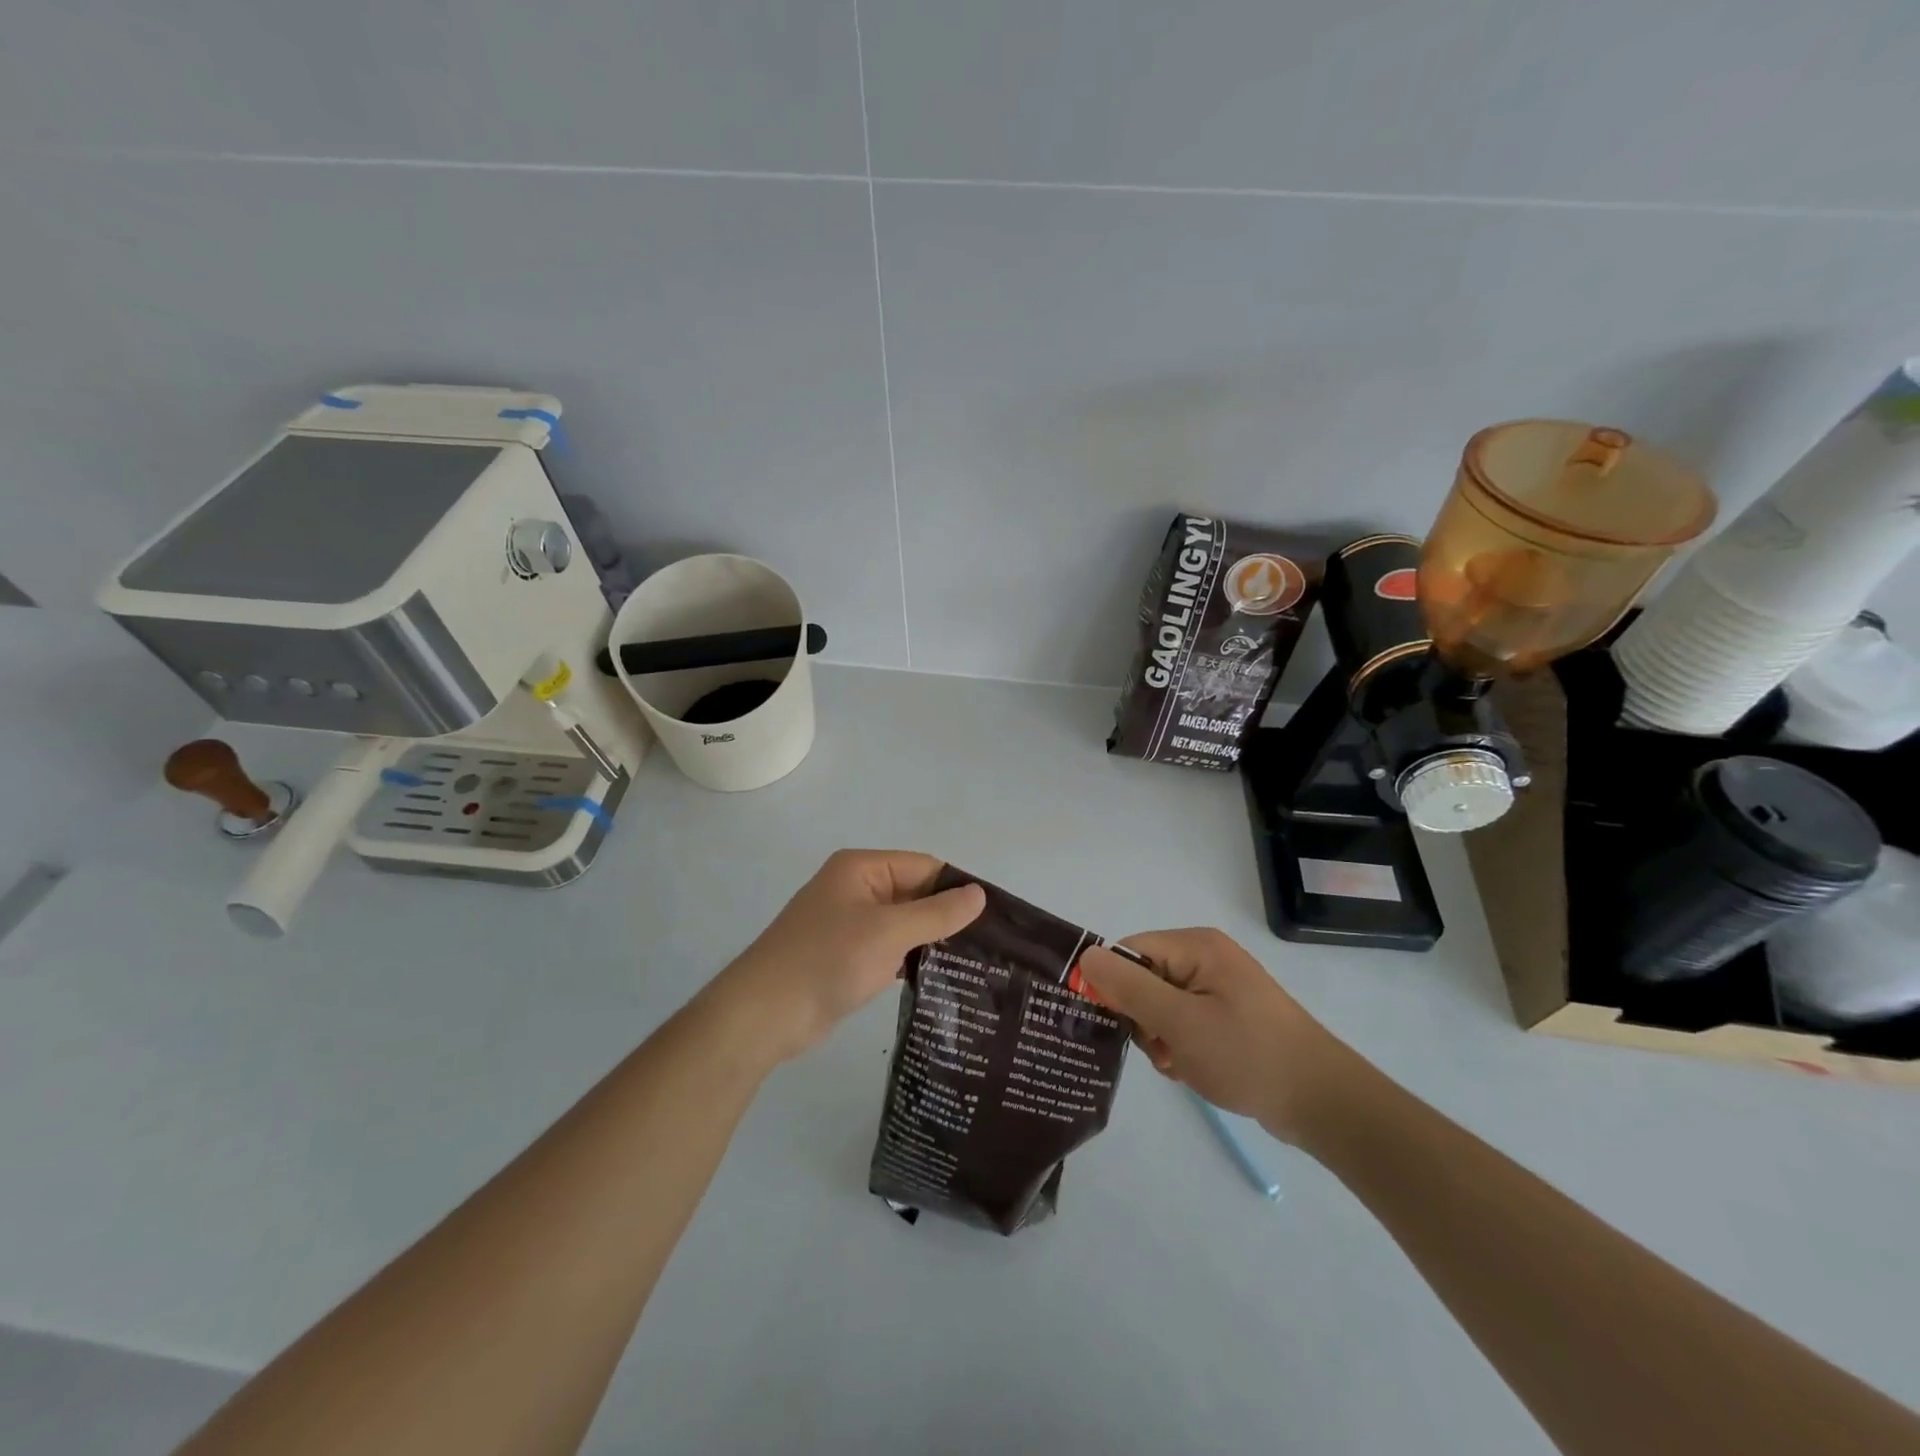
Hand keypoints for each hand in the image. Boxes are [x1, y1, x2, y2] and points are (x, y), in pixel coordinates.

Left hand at [713, 850, 985, 1063]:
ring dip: (930, 941)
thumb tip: (979, 894)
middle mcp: (855, 888)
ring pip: (903, 924)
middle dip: (946, 916)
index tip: (994, 919)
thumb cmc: (828, 960)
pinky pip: (888, 948)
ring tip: (975, 964)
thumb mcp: (889, 932)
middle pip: (914, 893)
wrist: (763, 1014)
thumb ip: (937, 913)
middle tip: (991, 946)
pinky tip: (940, 978)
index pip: (924, 866)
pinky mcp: (845, 955)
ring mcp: (849, 923)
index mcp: (862, 868)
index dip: (957, 888)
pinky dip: (910, 959)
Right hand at [1076, 929, 1357, 1144]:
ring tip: (1181, 1063)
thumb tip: (1086, 956)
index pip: (1130, 952)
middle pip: (1143, 979)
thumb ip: (1129, 988)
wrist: (1322, 1103)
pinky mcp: (1226, 1017)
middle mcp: (1205, 959)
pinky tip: (1193, 1069)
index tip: (1117, 1024)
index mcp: (1196, 947)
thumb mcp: (1180, 1022)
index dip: (1114, 986)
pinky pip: (1182, 1023)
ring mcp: (1218, 989)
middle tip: (1163, 1049)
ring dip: (1160, 1039)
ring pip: (1159, 1007)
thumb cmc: (1248, 1055)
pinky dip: (1179, 1047)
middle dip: (1143, 1019)